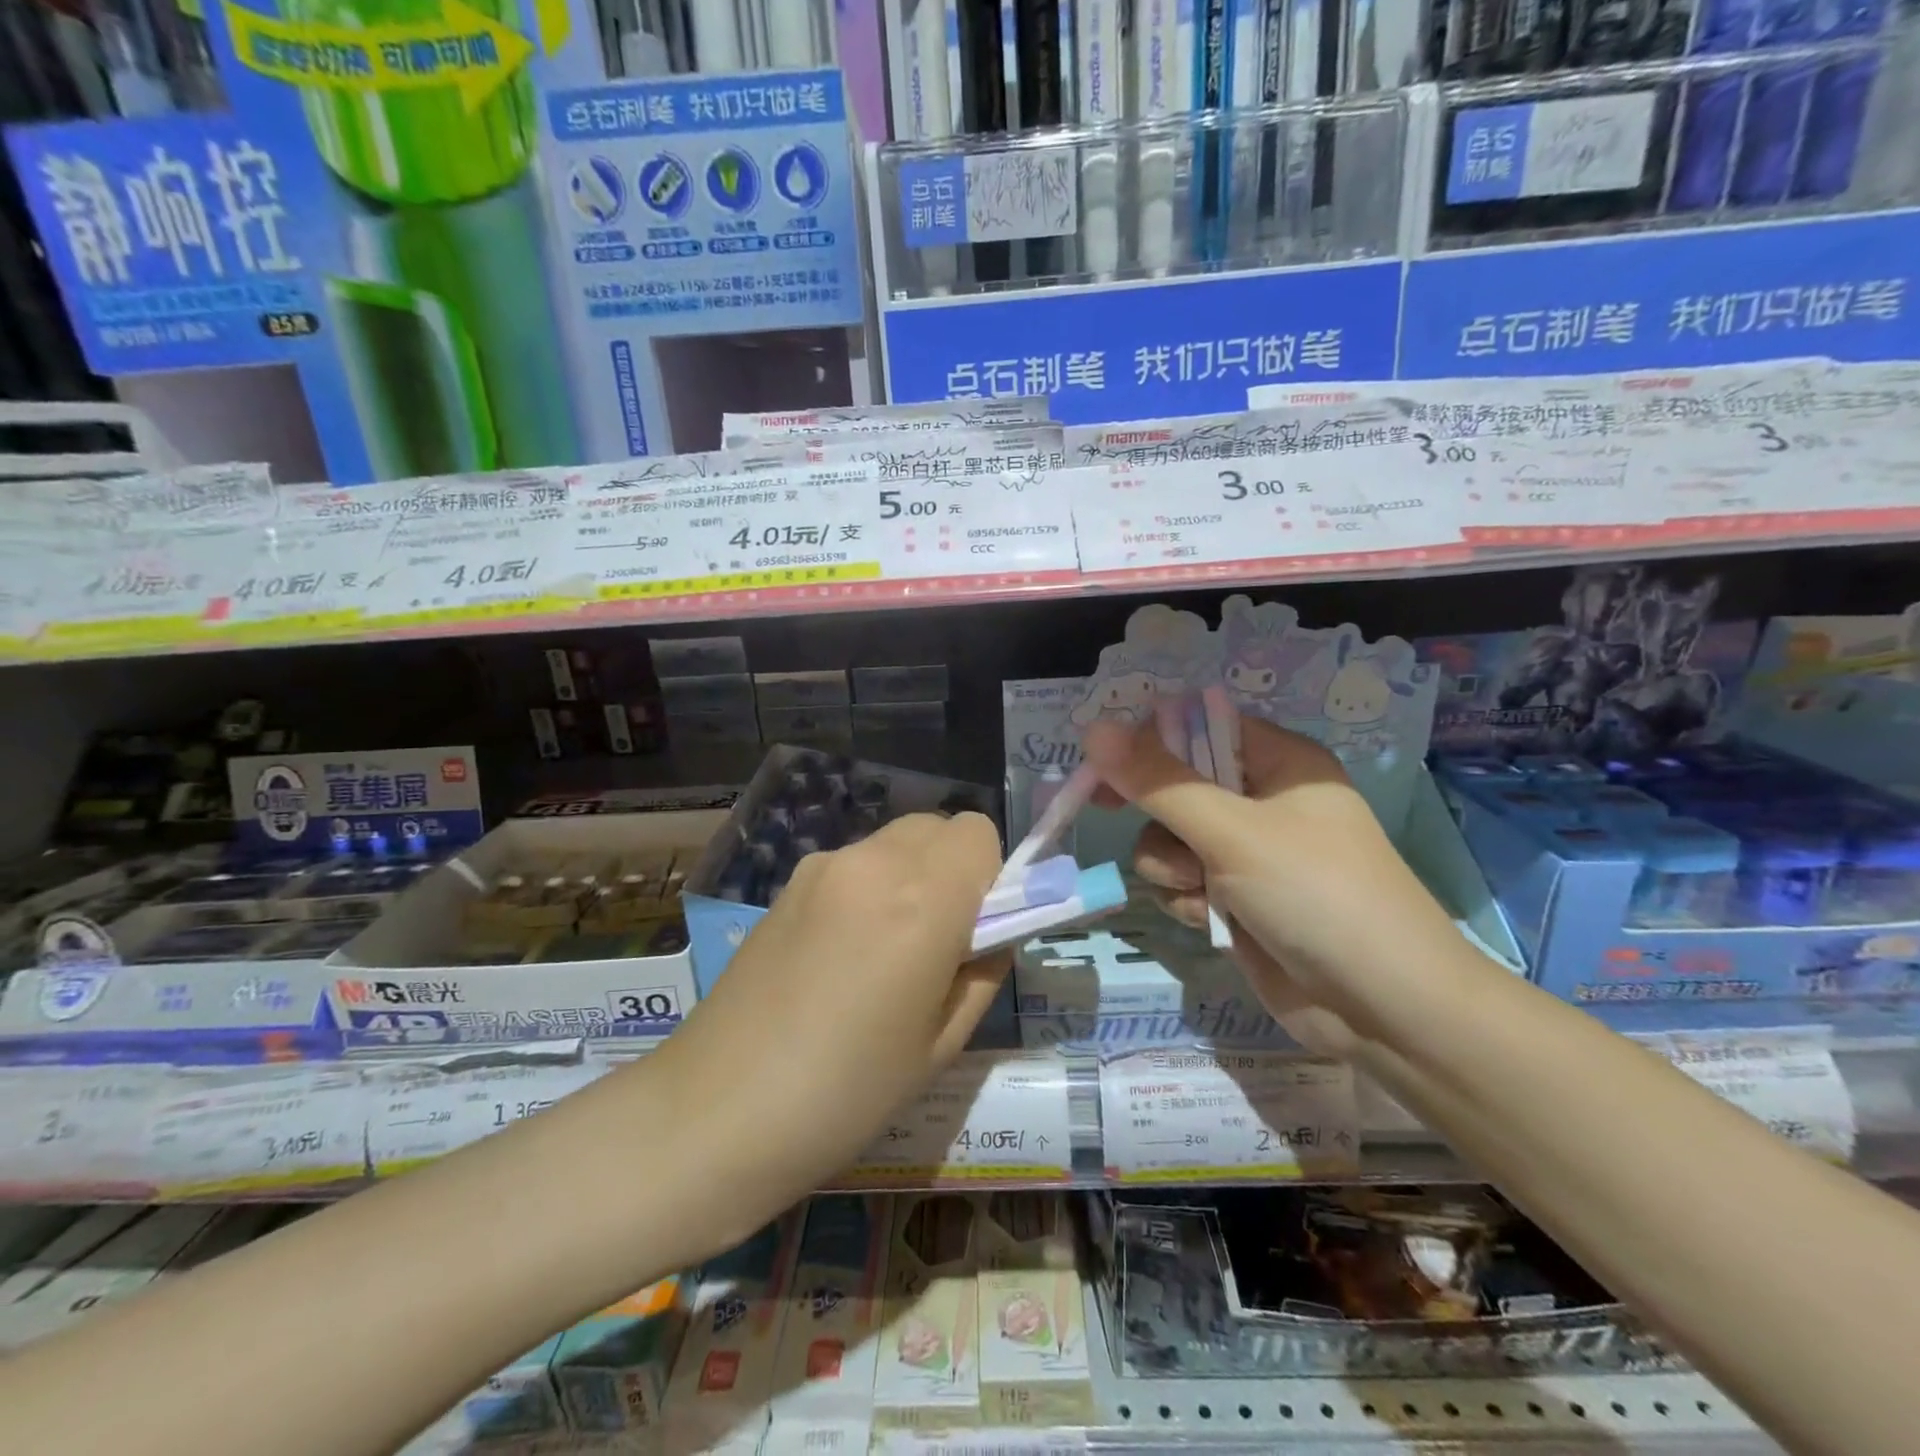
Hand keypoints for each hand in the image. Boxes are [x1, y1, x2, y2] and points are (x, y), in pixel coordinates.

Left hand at [654, 811, 1006, 1228]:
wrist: (716, 1111)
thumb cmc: (846, 1092)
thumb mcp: (942, 1044)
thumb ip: (984, 969)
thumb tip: (993, 933)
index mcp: (923, 898)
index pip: (979, 832)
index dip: (990, 876)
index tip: (976, 929)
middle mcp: (874, 862)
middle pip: (937, 827)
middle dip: (953, 870)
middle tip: (936, 943)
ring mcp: (823, 866)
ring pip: (894, 842)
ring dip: (910, 876)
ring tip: (883, 953)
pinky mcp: (788, 882)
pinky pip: (854, 864)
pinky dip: (869, 888)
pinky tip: (839, 954)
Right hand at [1083, 713, 1455, 1054]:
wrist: (1384, 1009)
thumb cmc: (1316, 894)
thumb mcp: (1232, 832)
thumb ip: (1159, 783)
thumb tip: (1095, 729)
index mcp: (1279, 762)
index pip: (1199, 729)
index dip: (1149, 741)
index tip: (1104, 762)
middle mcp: (1262, 801)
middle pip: (1177, 785)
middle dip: (1155, 811)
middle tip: (1104, 807)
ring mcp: (1249, 854)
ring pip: (1170, 839)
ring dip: (1170, 865)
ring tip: (1198, 889)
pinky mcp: (1238, 900)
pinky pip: (1183, 881)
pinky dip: (1186, 899)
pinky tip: (1210, 921)